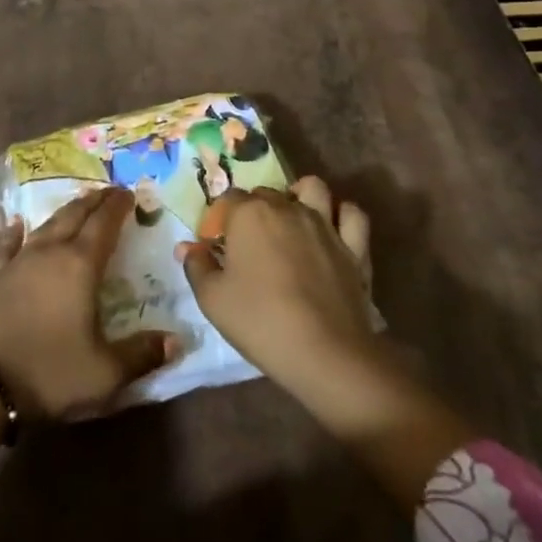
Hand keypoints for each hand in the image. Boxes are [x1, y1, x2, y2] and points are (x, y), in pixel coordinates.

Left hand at [0, 186, 175, 419]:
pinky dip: (15, 232)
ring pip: (46, 224)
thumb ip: (142, 354)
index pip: (104, 224)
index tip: (129, 193)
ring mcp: (19, 260)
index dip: (117, 207)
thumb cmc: (50, 371)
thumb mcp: (105, 373)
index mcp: (80, 265)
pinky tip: (16, 224)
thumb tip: (177, 340)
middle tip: (108, 191)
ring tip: (77, 204)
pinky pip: (8, 244)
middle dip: (94, 201)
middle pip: (75, 215)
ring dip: (65, 211)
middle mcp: (51, 252)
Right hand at [178, 176, 376, 396]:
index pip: (227, 199)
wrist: (325, 353)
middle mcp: (287, 207)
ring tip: (292, 220)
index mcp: (249, 214)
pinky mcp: (354, 246)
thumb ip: (196, 266)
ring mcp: (324, 223)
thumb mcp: (212, 299)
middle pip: (266, 193)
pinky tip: (332, 229)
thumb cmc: (260, 321)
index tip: (216, 246)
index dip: (219, 219)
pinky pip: (352, 215)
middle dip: (254, 210)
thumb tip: (187, 247)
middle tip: (249, 244)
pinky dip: (342, 216)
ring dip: (300, 196)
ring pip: (313, 189)